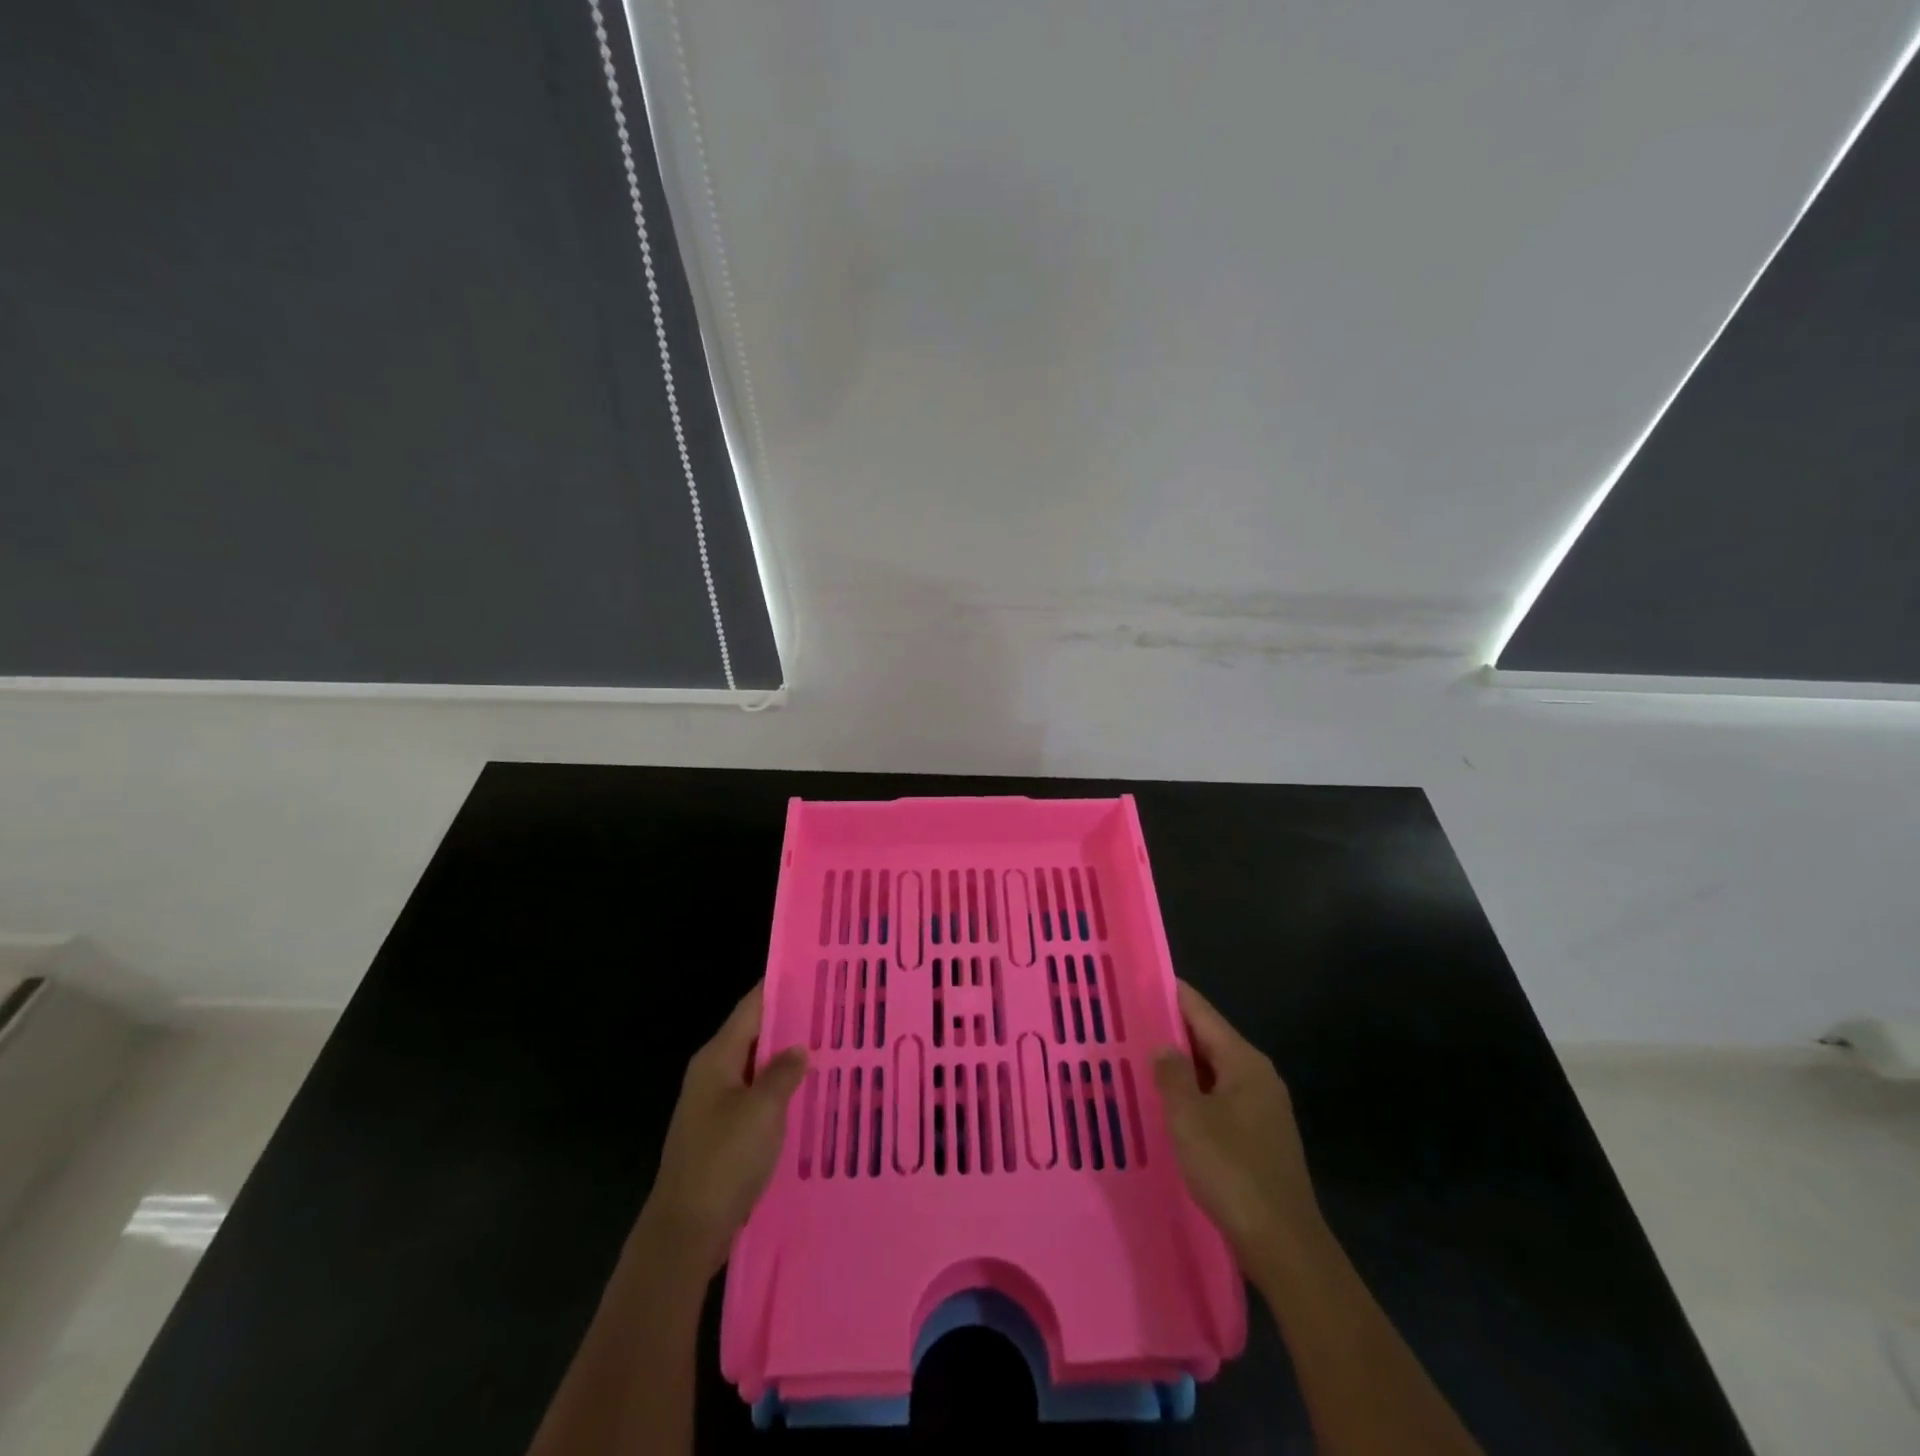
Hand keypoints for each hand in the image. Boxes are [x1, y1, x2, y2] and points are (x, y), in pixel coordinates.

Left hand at [640, 983, 806, 1277]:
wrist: (685, 1231)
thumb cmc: (724, 1160)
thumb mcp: (762, 1110)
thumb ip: (783, 1072)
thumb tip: (799, 1048)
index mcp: (716, 1058)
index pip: (751, 1007)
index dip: (778, 988)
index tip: (812, 972)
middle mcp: (712, 1074)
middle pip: (754, 1036)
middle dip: (789, 1024)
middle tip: (832, 1010)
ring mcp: (714, 1106)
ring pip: (756, 1069)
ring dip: (786, 1061)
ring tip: (828, 1048)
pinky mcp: (720, 1135)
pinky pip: (755, 1099)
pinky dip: (778, 1092)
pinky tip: (806, 1097)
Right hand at [1153, 981, 1322, 1275]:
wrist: (1284, 1245)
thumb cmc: (1232, 1171)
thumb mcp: (1189, 1117)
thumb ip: (1172, 1074)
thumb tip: (1163, 1046)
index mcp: (1244, 1062)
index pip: (1202, 1012)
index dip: (1172, 995)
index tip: (1140, 980)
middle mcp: (1258, 1077)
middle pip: (1209, 1040)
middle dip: (1171, 1032)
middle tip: (1128, 1022)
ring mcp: (1262, 1109)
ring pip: (1213, 1073)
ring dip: (1181, 1068)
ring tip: (1139, 1061)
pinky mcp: (1259, 1138)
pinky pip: (1219, 1100)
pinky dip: (1193, 1095)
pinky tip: (1168, 1107)